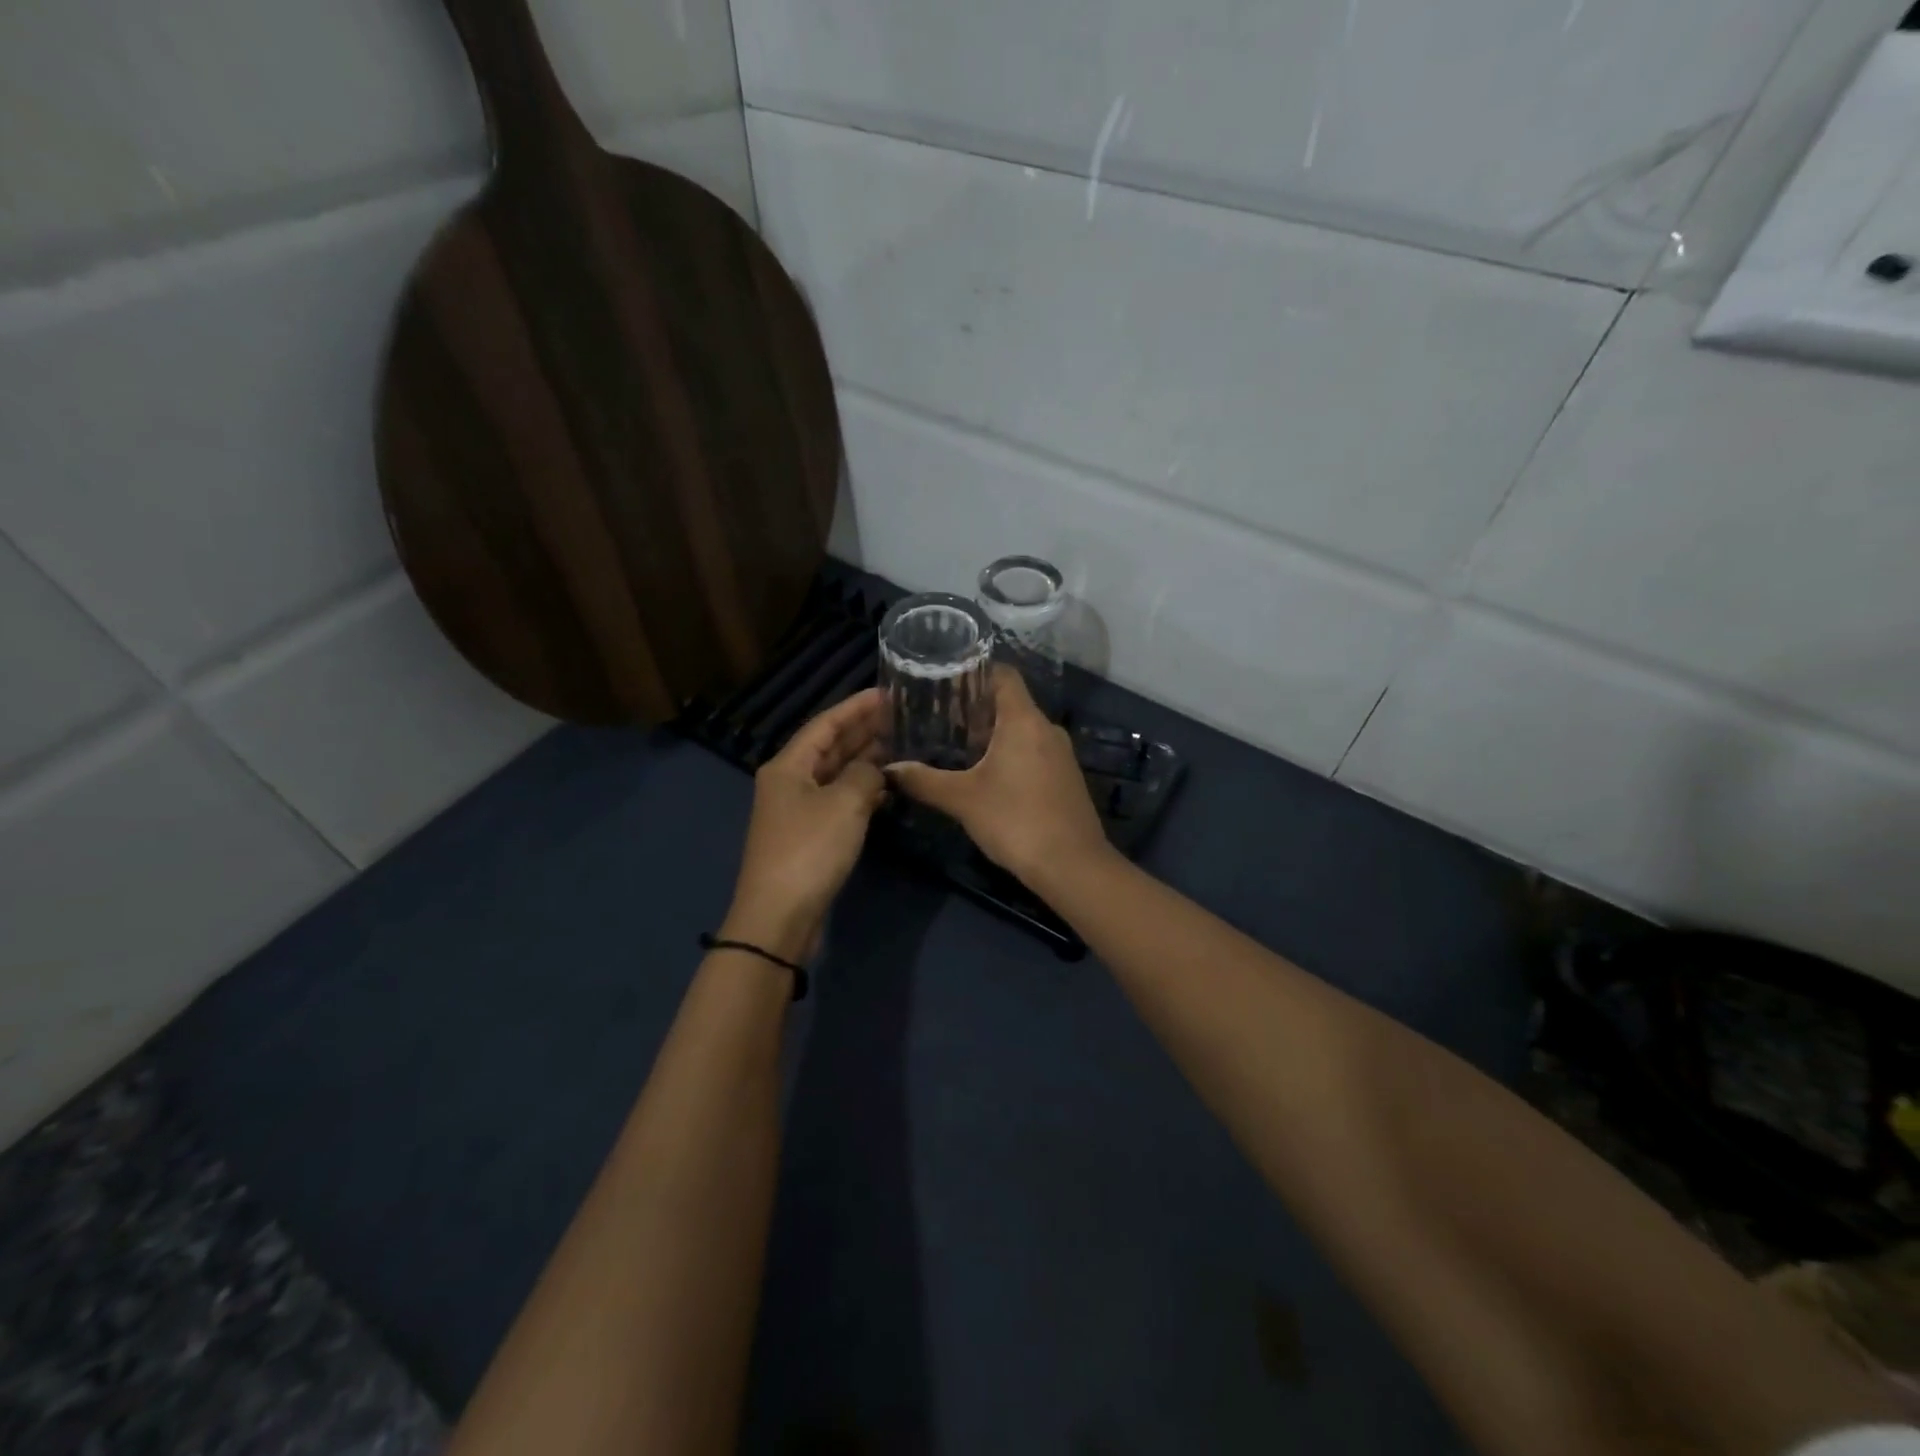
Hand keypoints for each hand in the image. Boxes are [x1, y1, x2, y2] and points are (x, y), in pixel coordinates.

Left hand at [723, 689, 889, 958]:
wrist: (780, 916)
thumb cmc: (810, 850)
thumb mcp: (845, 804)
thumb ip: (865, 775)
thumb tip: (874, 768)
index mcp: (788, 765)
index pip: (825, 724)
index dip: (856, 706)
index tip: (888, 693)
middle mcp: (789, 782)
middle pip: (829, 747)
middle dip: (863, 731)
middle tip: (901, 717)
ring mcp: (798, 810)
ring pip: (835, 774)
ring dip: (865, 760)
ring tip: (901, 746)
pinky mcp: (809, 836)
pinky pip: (838, 800)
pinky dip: (861, 791)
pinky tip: (886, 788)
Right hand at [887, 669, 1110, 886]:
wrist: (1072, 865)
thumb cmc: (1015, 820)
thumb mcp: (962, 800)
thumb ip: (923, 781)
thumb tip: (890, 769)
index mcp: (1024, 720)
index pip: (1003, 675)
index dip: (975, 671)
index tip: (945, 680)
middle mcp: (1047, 728)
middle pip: (1011, 702)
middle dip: (976, 707)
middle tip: (940, 717)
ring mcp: (1061, 754)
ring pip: (1022, 729)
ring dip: (993, 733)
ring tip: (957, 745)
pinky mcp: (1065, 778)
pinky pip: (1034, 751)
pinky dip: (1010, 753)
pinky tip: (987, 775)